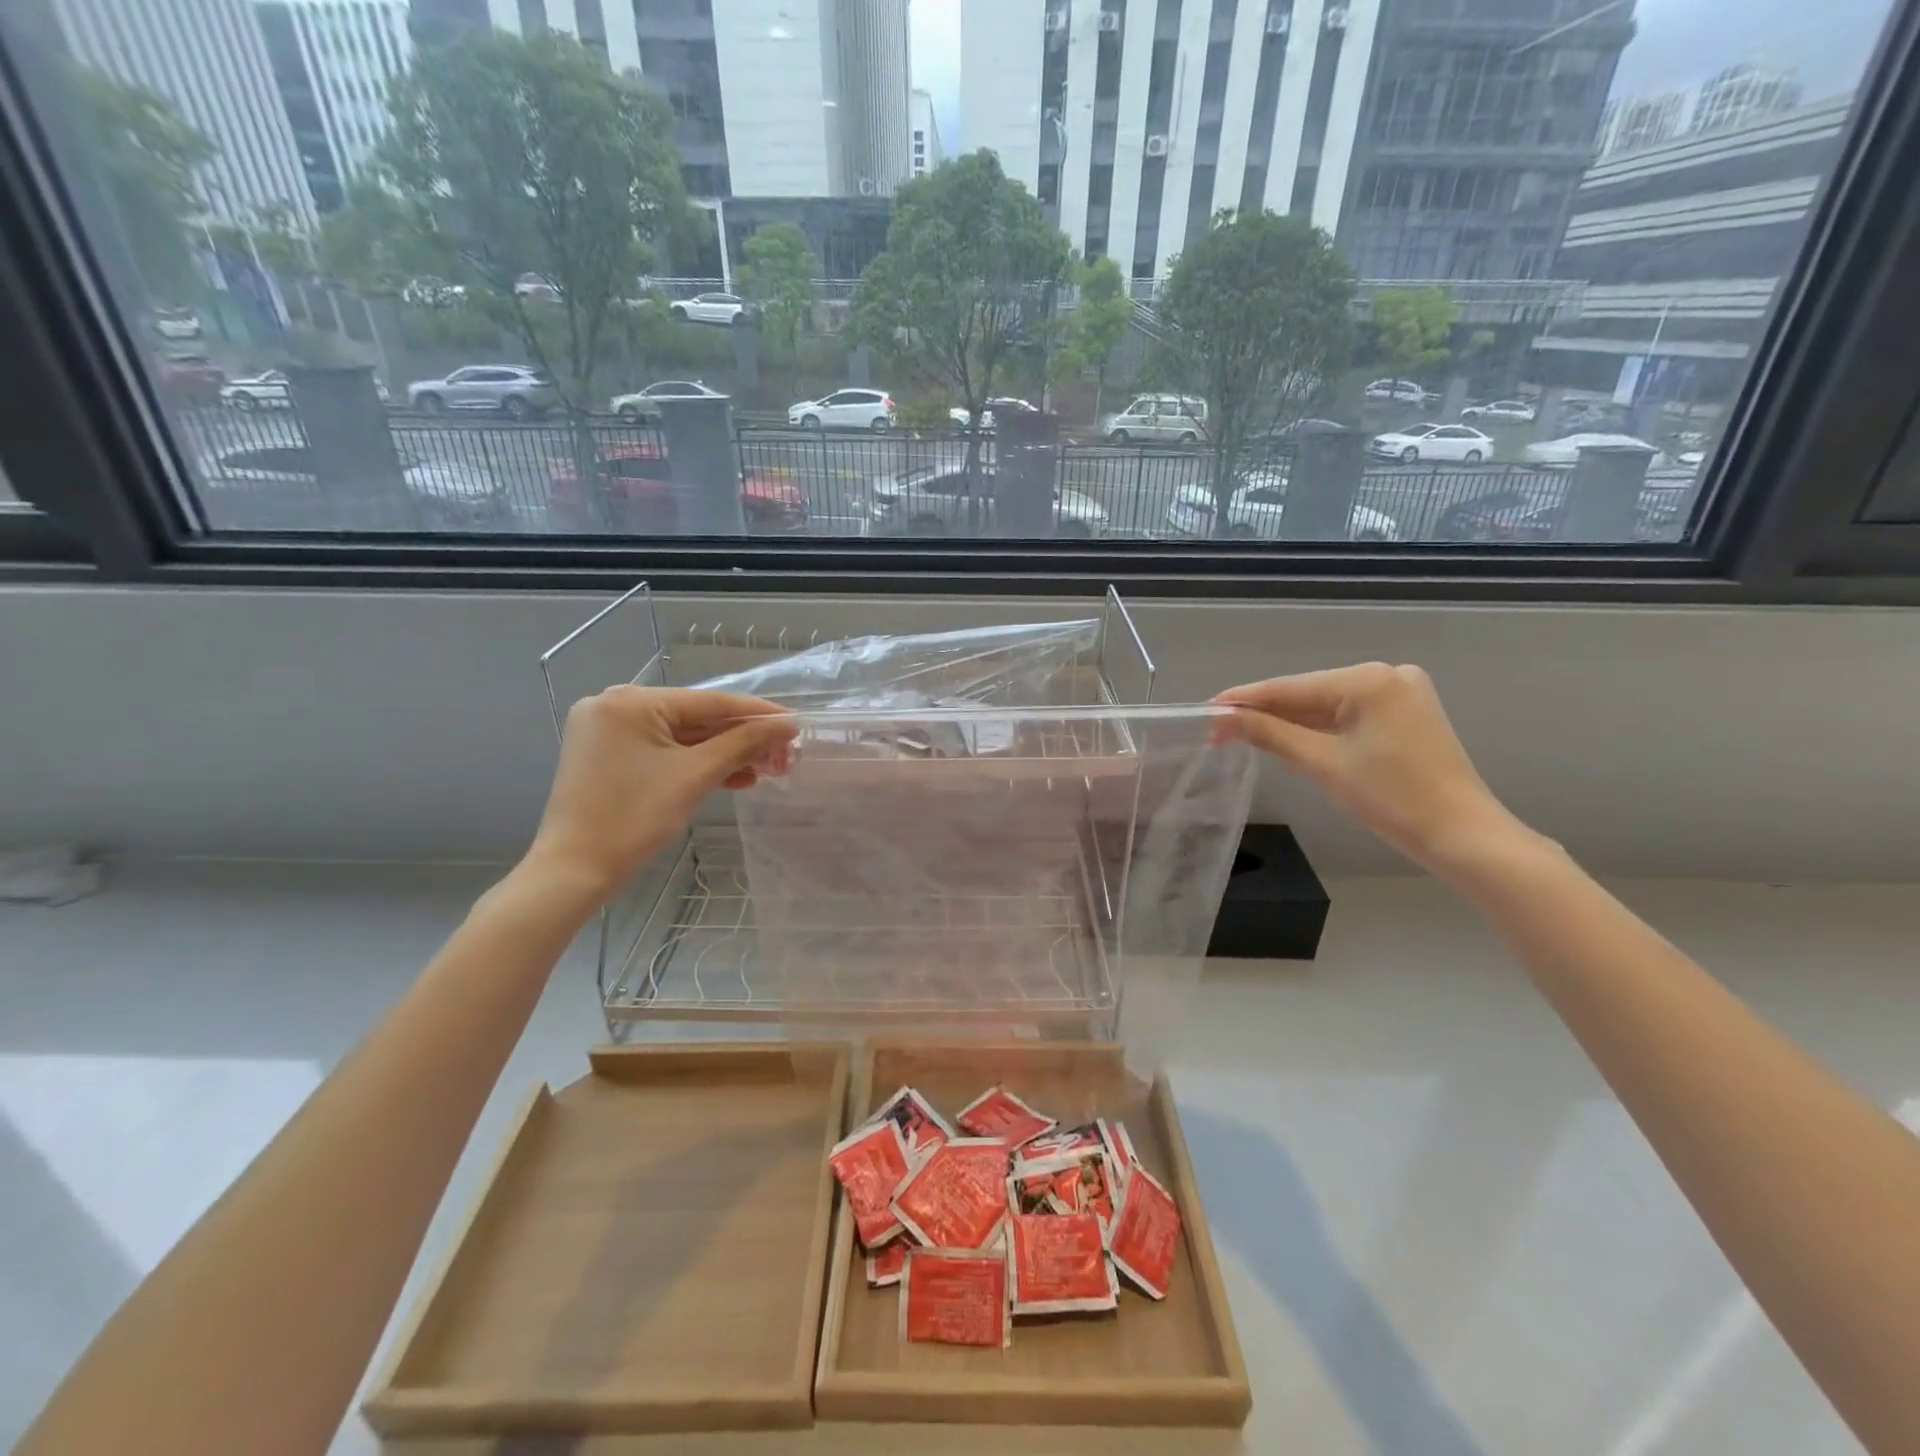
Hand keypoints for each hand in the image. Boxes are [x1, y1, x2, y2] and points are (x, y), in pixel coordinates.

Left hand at [525, 686, 795, 900]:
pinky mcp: (608, 756)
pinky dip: (696, 764)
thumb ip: (744, 743)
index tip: (795, 724)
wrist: (574, 871)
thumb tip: (788, 725)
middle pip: (696, 718)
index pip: (709, 702)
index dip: (757, 714)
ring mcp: (608, 731)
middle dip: (742, 740)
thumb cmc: (634, 819)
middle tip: (783, 756)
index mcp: (631, 701)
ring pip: (682, 737)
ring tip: (766, 770)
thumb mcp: (696, 776)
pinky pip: (663, 752)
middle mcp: (615, 705)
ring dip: (723, 754)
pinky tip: (733, 778)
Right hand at [1215, 663, 1525, 876]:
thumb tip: (1220, 718)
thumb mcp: (1321, 763)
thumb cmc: (1391, 798)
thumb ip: (1268, 733)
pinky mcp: (1407, 714)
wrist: (1462, 835)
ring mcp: (1401, 693)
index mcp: (1369, 679)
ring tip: (1245, 737)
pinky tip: (1293, 742)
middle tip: (1220, 731)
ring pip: (1327, 705)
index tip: (1205, 712)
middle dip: (1266, 713)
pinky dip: (1321, 730)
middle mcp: (1387, 674)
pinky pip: (1349, 715)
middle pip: (1308, 693)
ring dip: (1291, 723)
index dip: (1244, 700)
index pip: (1290, 687)